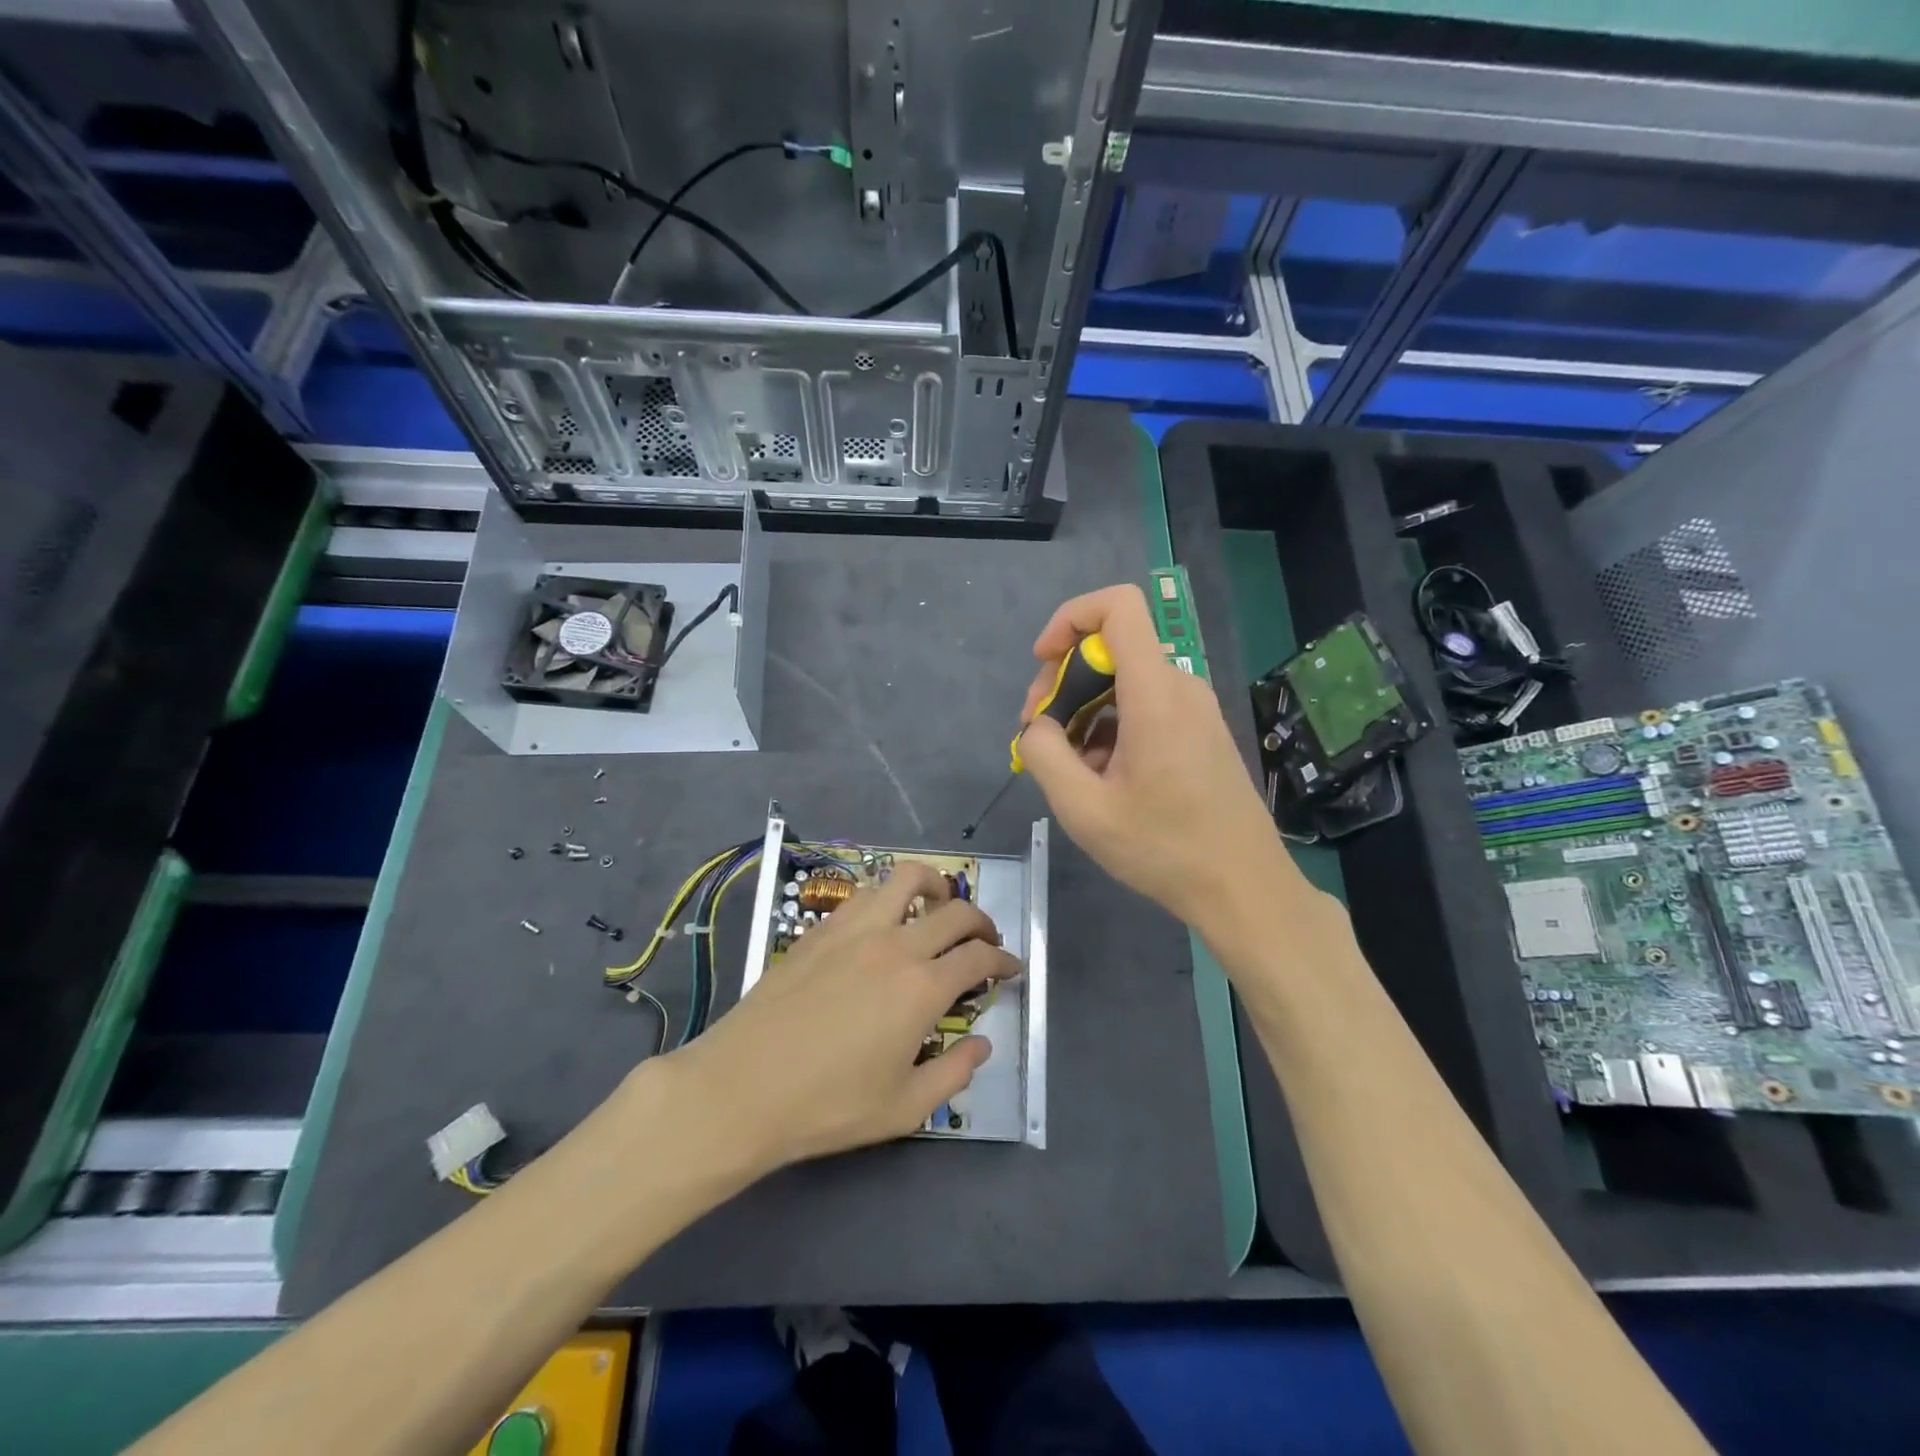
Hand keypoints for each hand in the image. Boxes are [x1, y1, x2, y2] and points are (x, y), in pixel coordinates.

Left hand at [664, 862, 1020, 1173]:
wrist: (742, 1088)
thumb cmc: (828, 1105)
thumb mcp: (904, 1109)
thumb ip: (955, 1074)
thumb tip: (983, 1044)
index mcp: (922, 988)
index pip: (979, 958)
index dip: (1004, 960)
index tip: (1012, 968)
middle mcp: (894, 945)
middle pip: (954, 911)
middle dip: (981, 921)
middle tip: (985, 939)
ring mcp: (854, 930)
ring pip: (905, 880)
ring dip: (934, 887)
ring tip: (938, 905)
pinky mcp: (820, 930)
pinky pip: (865, 894)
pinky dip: (889, 897)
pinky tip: (885, 921)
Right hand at [1018, 584, 1301, 929]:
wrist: (1244, 889)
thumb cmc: (1165, 849)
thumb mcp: (1084, 810)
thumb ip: (1046, 754)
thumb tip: (1039, 726)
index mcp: (1155, 693)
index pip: (1118, 606)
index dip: (1070, 618)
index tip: (1043, 663)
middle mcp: (1180, 687)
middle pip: (1112, 648)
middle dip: (1064, 680)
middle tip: (1040, 734)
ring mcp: (1195, 709)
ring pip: (1125, 682)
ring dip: (1085, 711)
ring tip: (1069, 767)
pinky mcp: (1201, 731)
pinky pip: (1145, 706)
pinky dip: (1112, 727)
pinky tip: (1101, 777)